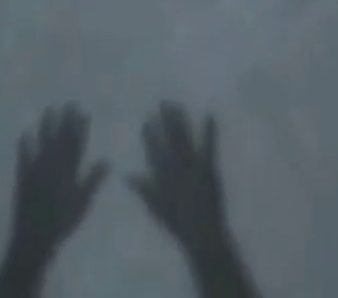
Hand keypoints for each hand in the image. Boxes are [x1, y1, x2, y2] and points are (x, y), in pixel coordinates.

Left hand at [0, 106, 106, 296]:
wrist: (36, 236)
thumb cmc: (63, 220)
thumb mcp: (83, 201)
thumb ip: (94, 179)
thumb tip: (108, 159)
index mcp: (69, 167)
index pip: (76, 142)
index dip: (80, 126)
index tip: (83, 111)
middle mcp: (54, 162)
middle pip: (61, 137)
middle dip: (66, 119)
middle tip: (69, 103)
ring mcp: (38, 167)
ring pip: (44, 141)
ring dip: (46, 125)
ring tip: (49, 109)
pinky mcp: (24, 175)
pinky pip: (24, 156)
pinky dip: (24, 145)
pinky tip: (23, 133)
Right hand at [128, 104, 228, 252]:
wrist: (201, 234)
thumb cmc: (177, 222)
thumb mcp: (156, 208)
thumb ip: (143, 190)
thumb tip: (127, 176)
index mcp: (164, 176)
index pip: (154, 150)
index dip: (150, 135)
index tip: (146, 120)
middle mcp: (176, 166)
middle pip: (170, 138)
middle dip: (166, 119)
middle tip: (162, 102)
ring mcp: (193, 164)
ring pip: (185, 137)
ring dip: (181, 120)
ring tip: (177, 105)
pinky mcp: (208, 166)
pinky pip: (209, 145)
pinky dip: (209, 130)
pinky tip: (210, 115)